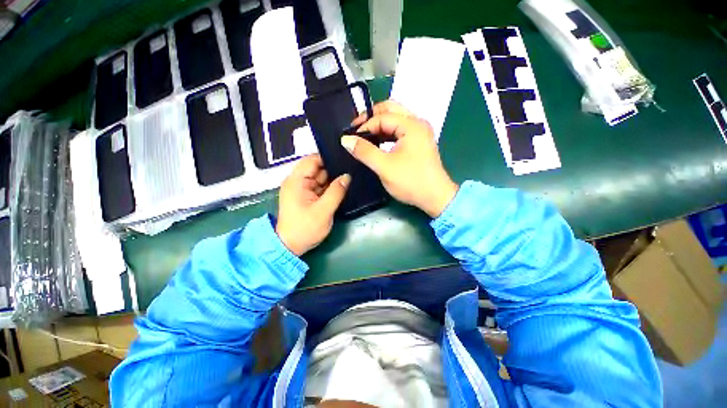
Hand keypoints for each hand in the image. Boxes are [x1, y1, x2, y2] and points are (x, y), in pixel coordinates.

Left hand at [276, 155, 350, 255]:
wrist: (290, 247)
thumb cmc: (304, 229)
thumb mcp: (324, 211)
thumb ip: (336, 191)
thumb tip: (347, 175)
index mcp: (296, 180)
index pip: (312, 159)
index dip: (328, 158)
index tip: (346, 160)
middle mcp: (296, 181)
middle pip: (316, 167)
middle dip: (333, 169)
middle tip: (352, 169)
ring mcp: (299, 189)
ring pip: (318, 177)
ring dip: (331, 179)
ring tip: (349, 178)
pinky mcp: (303, 197)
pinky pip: (317, 186)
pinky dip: (327, 188)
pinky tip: (341, 188)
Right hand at [341, 101, 457, 217]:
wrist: (436, 197)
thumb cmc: (412, 181)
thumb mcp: (384, 166)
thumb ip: (364, 150)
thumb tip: (345, 139)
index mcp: (412, 125)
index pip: (382, 117)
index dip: (365, 126)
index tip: (351, 138)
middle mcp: (418, 122)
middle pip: (390, 108)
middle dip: (371, 117)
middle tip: (356, 129)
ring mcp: (420, 130)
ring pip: (395, 117)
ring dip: (379, 124)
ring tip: (364, 136)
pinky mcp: (420, 139)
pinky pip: (400, 127)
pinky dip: (387, 131)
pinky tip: (377, 141)